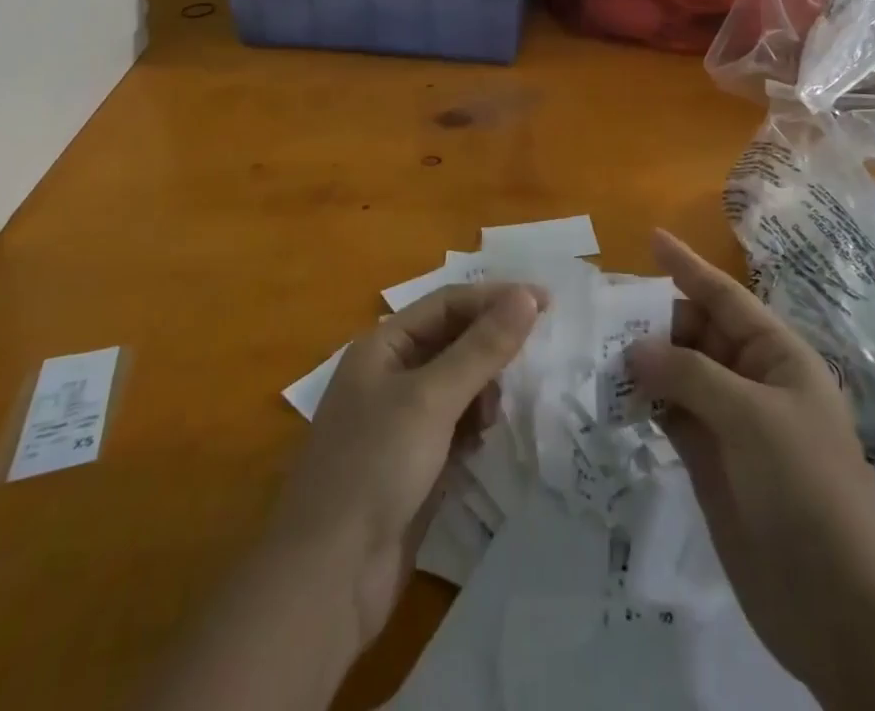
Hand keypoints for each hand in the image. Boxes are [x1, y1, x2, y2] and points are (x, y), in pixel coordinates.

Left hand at [268, 282, 543, 645]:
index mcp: (382, 346)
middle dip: (490, 347)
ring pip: (457, 384)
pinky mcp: (413, 462)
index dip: (495, 298)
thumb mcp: (431, 399)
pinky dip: (474, 424)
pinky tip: (483, 440)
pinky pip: (455, 424)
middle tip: (532, 358)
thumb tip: (527, 296)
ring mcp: (399, 421)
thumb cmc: (374, 467)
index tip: (546, 303)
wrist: (328, 579)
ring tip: (495, 414)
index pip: (447, 304)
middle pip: (453, 341)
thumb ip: (482, 347)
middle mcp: (389, 375)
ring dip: (483, 389)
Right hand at [630, 231, 874, 710]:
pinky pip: (670, 413)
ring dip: (644, 361)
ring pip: (679, 373)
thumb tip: (635, 349)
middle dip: (656, 320)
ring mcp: (731, 422)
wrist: (836, 606)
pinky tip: (614, 395)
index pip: (726, 297)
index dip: (688, 266)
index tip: (651, 237)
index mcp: (778, 356)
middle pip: (697, 333)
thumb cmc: (804, 489)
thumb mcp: (751, 417)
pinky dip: (644, 402)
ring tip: (598, 350)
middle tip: (603, 313)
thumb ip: (689, 375)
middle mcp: (753, 380)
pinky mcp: (710, 460)